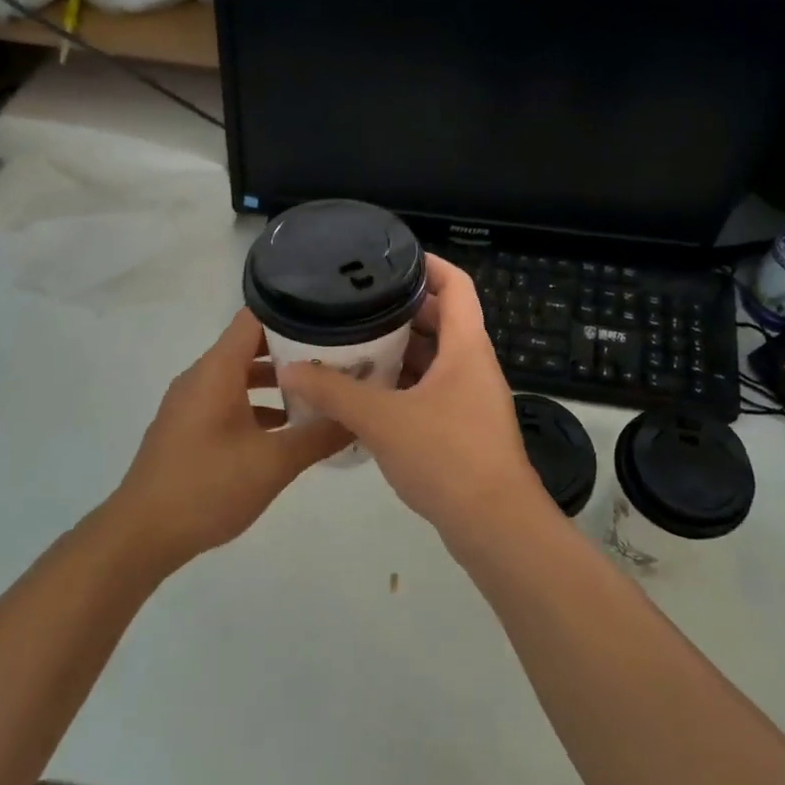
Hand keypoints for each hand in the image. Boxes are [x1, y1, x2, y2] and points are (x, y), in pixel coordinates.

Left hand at [109, 310, 349, 571]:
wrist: (141, 535)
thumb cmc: (207, 487)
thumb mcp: (274, 463)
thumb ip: (319, 436)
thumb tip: (358, 416)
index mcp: (217, 370)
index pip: (256, 317)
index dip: (295, 313)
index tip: (332, 319)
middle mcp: (201, 376)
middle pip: (251, 345)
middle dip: (294, 350)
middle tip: (338, 357)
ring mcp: (191, 403)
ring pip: (240, 376)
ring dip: (277, 381)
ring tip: (320, 390)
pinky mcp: (188, 428)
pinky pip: (228, 400)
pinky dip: (258, 405)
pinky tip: (288, 429)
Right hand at [278, 254, 545, 541]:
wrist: (495, 526)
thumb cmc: (446, 457)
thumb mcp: (383, 420)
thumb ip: (334, 393)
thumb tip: (290, 368)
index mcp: (465, 346)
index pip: (455, 283)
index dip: (427, 263)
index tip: (388, 259)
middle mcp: (473, 364)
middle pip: (440, 318)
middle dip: (400, 309)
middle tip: (355, 305)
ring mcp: (471, 397)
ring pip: (434, 357)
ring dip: (399, 350)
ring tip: (352, 344)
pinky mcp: (464, 426)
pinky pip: (432, 388)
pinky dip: (403, 383)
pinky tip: (368, 393)